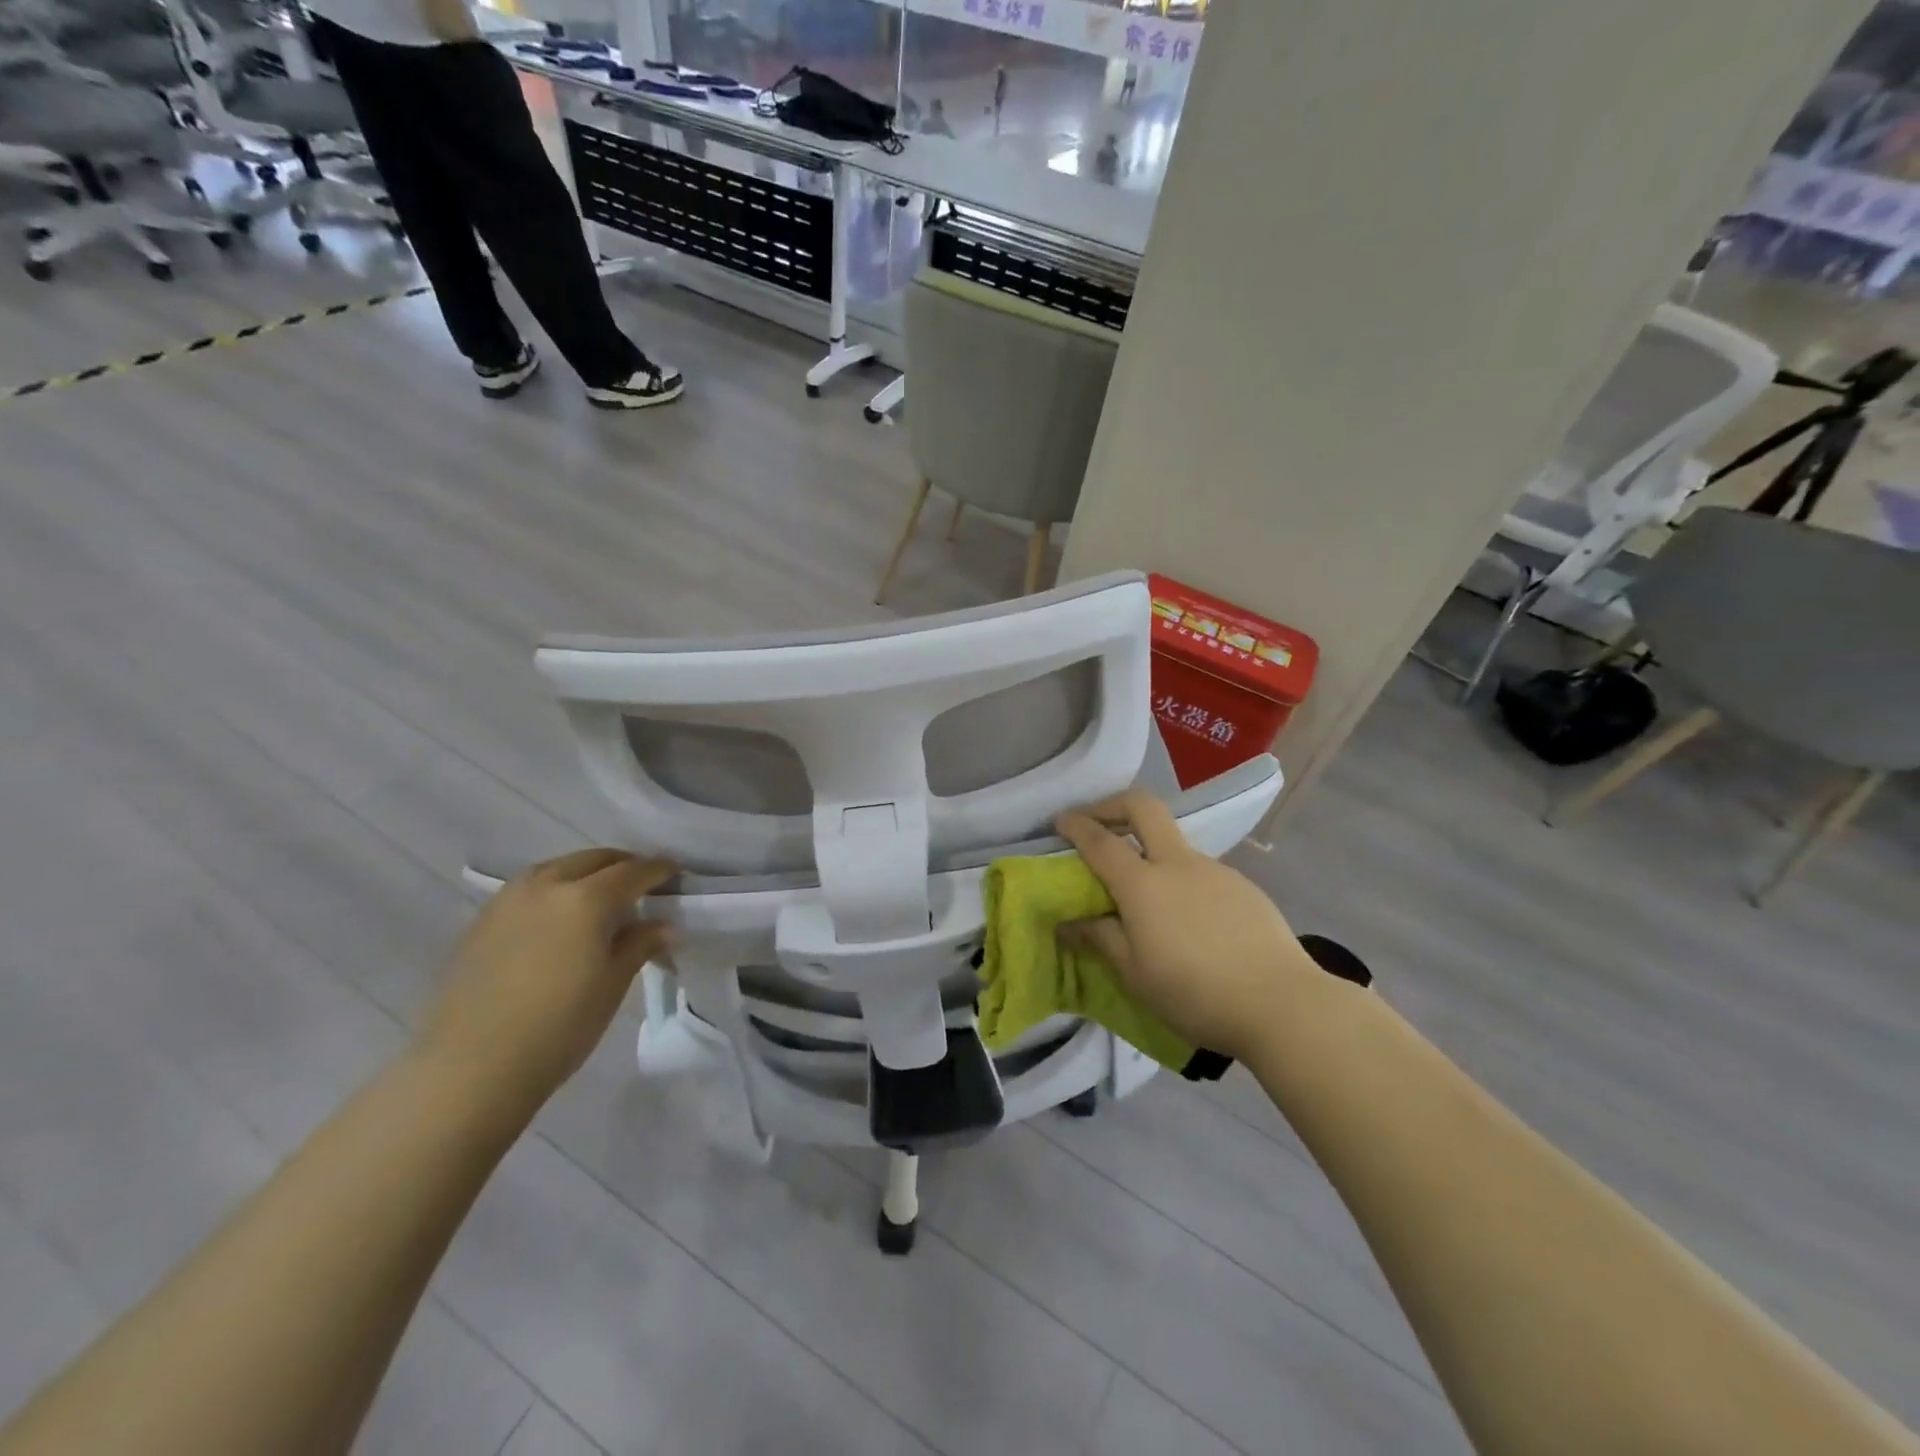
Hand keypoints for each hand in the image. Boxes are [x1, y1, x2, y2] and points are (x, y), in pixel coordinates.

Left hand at [414, 850, 675, 1117]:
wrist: (470, 1068)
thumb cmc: (560, 1026)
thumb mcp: (613, 984)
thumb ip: (641, 944)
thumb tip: (664, 925)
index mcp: (588, 898)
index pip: (634, 871)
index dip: (659, 870)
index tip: (676, 875)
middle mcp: (548, 884)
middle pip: (595, 860)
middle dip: (623, 866)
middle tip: (642, 885)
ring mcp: (509, 899)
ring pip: (558, 868)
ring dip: (585, 873)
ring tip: (600, 898)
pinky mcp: (482, 920)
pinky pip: (529, 888)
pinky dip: (554, 890)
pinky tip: (559, 918)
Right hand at [1055, 792, 1322, 1061]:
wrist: (1282, 1004)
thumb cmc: (1195, 993)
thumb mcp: (1135, 974)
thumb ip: (1100, 939)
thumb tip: (1067, 923)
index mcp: (1143, 884)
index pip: (1100, 840)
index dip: (1076, 825)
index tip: (1060, 821)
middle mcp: (1177, 863)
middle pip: (1143, 807)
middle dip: (1112, 804)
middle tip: (1097, 822)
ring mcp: (1215, 870)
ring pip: (1174, 842)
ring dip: (1150, 850)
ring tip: (1146, 895)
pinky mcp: (1243, 885)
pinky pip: (1201, 871)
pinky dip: (1181, 879)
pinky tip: (1190, 919)